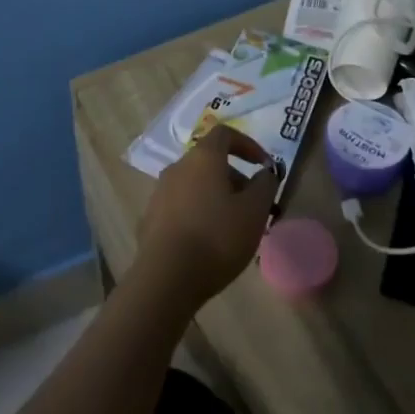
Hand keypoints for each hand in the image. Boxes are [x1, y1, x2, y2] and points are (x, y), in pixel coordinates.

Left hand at [133, 126, 275, 312]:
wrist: (165, 280)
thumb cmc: (216, 237)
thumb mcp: (255, 211)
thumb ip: (265, 185)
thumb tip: (264, 173)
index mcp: (203, 158)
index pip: (225, 133)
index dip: (248, 144)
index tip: (263, 166)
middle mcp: (177, 168)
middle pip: (210, 162)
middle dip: (235, 178)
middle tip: (253, 205)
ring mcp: (159, 194)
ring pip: (195, 185)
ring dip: (216, 197)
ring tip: (232, 227)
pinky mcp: (149, 220)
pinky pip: (180, 207)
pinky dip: (197, 214)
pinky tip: (207, 243)